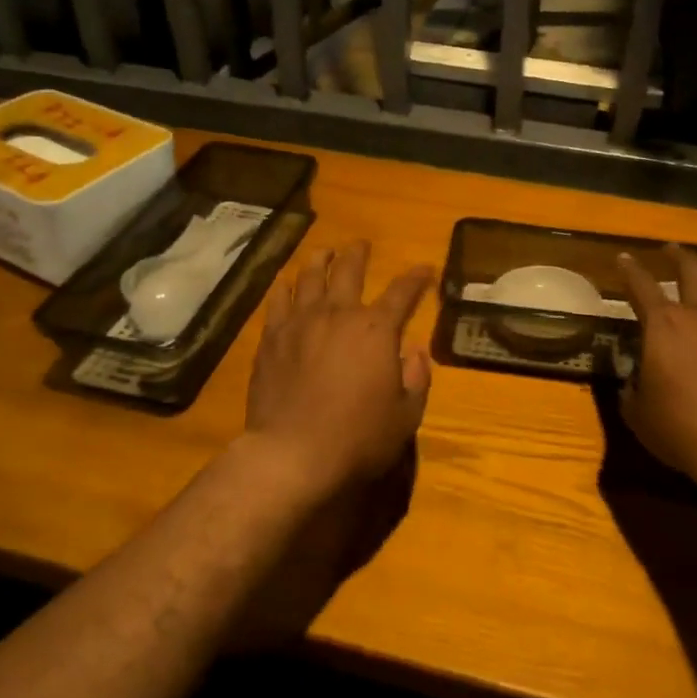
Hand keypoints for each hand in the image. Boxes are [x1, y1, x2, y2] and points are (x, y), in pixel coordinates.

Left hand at [245, 241, 433, 499]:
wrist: (293, 453)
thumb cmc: (358, 437)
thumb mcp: (405, 416)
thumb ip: (416, 378)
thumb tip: (416, 350)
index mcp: (376, 330)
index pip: (402, 293)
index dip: (415, 279)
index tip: (424, 269)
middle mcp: (338, 315)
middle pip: (348, 271)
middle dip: (358, 254)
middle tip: (361, 245)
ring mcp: (300, 323)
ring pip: (309, 278)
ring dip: (320, 260)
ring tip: (324, 252)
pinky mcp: (271, 338)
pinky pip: (278, 301)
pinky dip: (285, 288)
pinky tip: (286, 283)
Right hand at [618, 245, 696, 486]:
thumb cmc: (682, 429)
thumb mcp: (639, 414)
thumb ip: (633, 391)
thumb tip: (633, 382)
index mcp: (663, 325)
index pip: (640, 287)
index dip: (629, 271)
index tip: (624, 258)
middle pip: (690, 271)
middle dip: (678, 256)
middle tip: (672, 248)